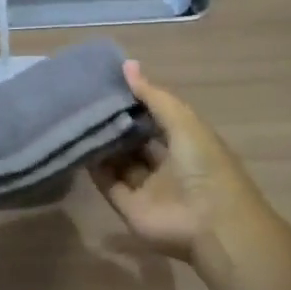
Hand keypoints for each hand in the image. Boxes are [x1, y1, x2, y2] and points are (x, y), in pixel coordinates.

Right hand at [91, 62, 259, 264]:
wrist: (212, 225)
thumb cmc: (205, 166)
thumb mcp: (184, 122)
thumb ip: (154, 96)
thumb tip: (127, 64)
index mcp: (186, 143)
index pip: (157, 118)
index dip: (137, 102)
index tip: (109, 83)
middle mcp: (166, 164)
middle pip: (136, 141)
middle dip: (117, 123)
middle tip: (87, 100)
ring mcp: (147, 188)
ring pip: (119, 162)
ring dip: (103, 144)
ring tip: (78, 119)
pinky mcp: (129, 208)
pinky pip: (108, 184)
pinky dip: (94, 168)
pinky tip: (79, 146)